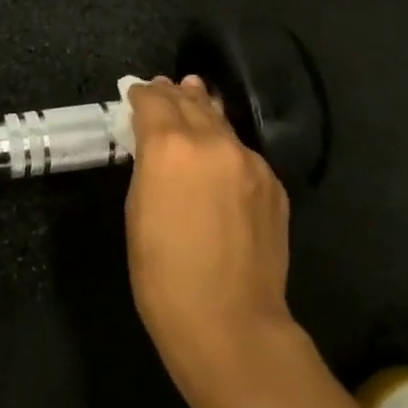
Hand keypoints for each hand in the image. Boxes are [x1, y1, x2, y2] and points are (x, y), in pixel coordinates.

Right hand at [124, 76, 294, 392]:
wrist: (229, 320)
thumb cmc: (163, 273)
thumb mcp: (137, 210)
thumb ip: (147, 165)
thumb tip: (154, 142)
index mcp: (170, 146)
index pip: (154, 101)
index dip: (142, 94)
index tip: (134, 92)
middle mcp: (213, 142)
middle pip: (190, 102)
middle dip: (173, 94)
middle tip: (162, 87)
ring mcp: (250, 161)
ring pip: (221, 122)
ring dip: (203, 108)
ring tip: (194, 93)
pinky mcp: (273, 183)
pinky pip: (242, 152)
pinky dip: (225, 144)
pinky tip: (219, 152)